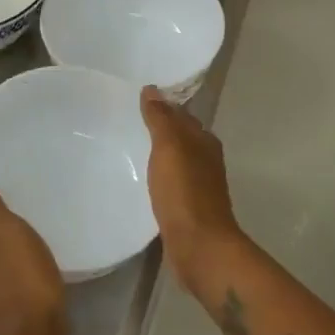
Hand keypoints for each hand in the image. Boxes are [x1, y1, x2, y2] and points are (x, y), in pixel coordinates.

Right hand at [140, 86, 242, 289]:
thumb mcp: (169, 148)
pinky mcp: (188, 208)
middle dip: (160, 129)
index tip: (137, 101)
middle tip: (127, 122)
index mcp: (205, 141)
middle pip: (181, 137)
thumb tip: (152, 89)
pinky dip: (159, 176)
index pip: (182, 115)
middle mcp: (206, 160)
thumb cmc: (184, 192)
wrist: (199, 245)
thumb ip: (160, 119)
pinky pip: (171, 183)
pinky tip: (143, 180)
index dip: (162, 106)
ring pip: (176, 161)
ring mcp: (199, 186)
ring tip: (130, 148)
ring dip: (159, 154)